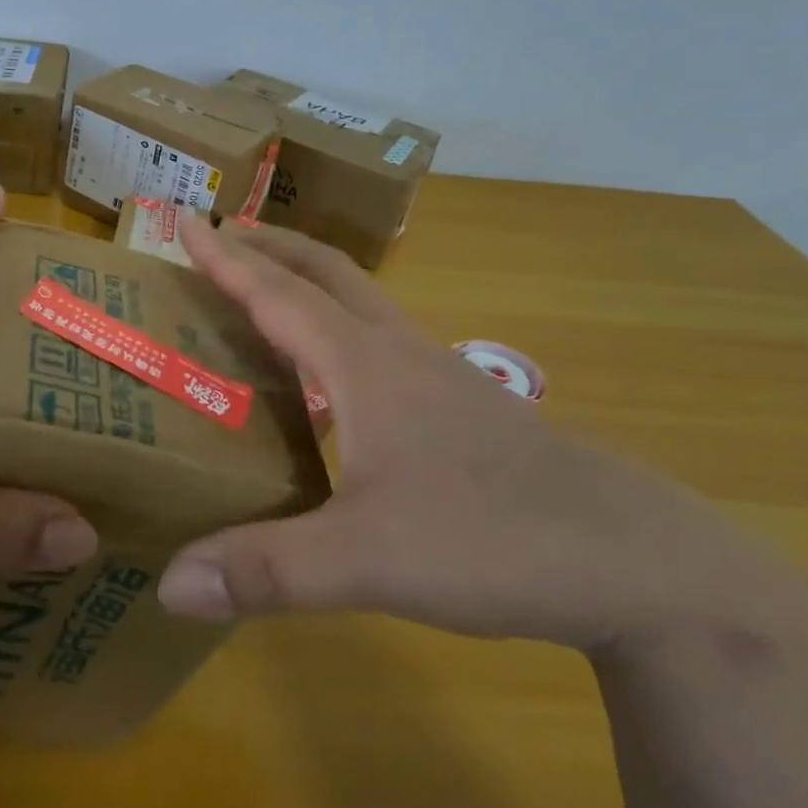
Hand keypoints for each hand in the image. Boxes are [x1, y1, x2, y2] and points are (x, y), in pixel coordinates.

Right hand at [157, 220, 803, 653]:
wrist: (639, 562)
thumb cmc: (495, 537)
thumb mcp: (369, 560)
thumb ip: (267, 570)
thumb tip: (169, 584)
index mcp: (363, 364)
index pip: (279, 294)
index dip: (227, 259)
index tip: (187, 222)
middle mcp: (396, 352)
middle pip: (325, 273)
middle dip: (270, 246)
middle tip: (223, 237)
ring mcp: (436, 376)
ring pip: (360, 302)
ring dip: (307, 281)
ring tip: (266, 293)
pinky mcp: (461, 407)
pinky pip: (381, 341)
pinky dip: (339, 327)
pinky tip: (332, 378)